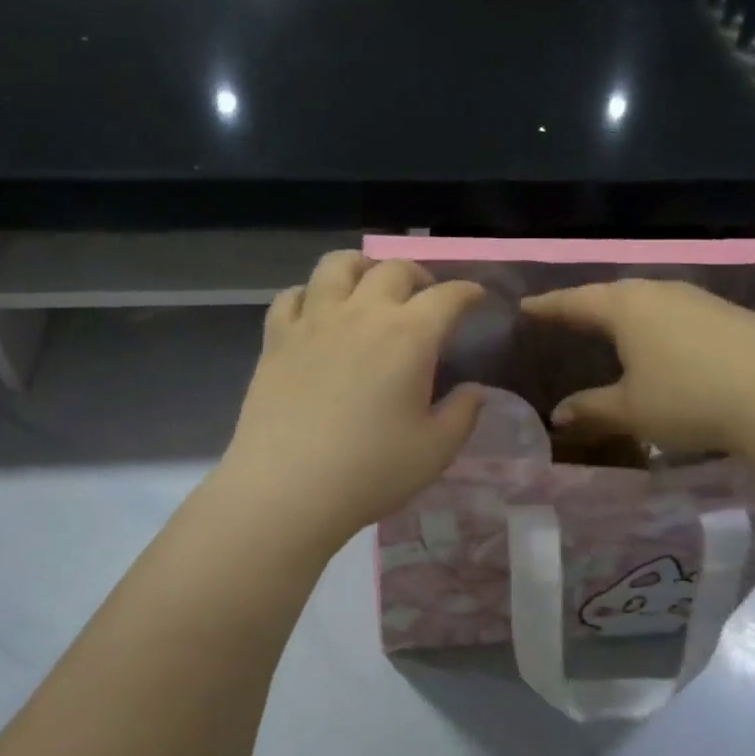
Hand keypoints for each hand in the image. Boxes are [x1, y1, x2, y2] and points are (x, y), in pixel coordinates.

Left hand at [221, 252, 485, 551]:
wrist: (286, 490)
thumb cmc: (371, 472)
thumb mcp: (436, 451)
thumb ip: (463, 414)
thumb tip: (475, 390)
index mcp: (409, 335)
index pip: (448, 296)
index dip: (469, 292)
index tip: (477, 298)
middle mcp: (362, 313)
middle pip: (394, 269)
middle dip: (420, 276)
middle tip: (427, 297)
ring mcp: (314, 321)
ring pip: (339, 265)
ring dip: (363, 267)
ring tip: (370, 286)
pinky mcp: (276, 338)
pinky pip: (292, 295)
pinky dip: (312, 294)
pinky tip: (317, 312)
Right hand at [521, 279, 754, 457]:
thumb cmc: (690, 399)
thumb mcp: (633, 411)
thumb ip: (592, 409)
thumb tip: (558, 415)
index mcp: (627, 308)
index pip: (576, 302)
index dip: (549, 306)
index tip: (526, 307)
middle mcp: (661, 292)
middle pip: (614, 294)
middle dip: (588, 306)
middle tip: (568, 317)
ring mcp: (700, 299)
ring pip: (651, 300)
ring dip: (628, 313)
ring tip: (614, 328)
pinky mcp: (732, 314)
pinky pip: (680, 313)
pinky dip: (661, 324)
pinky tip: (667, 343)